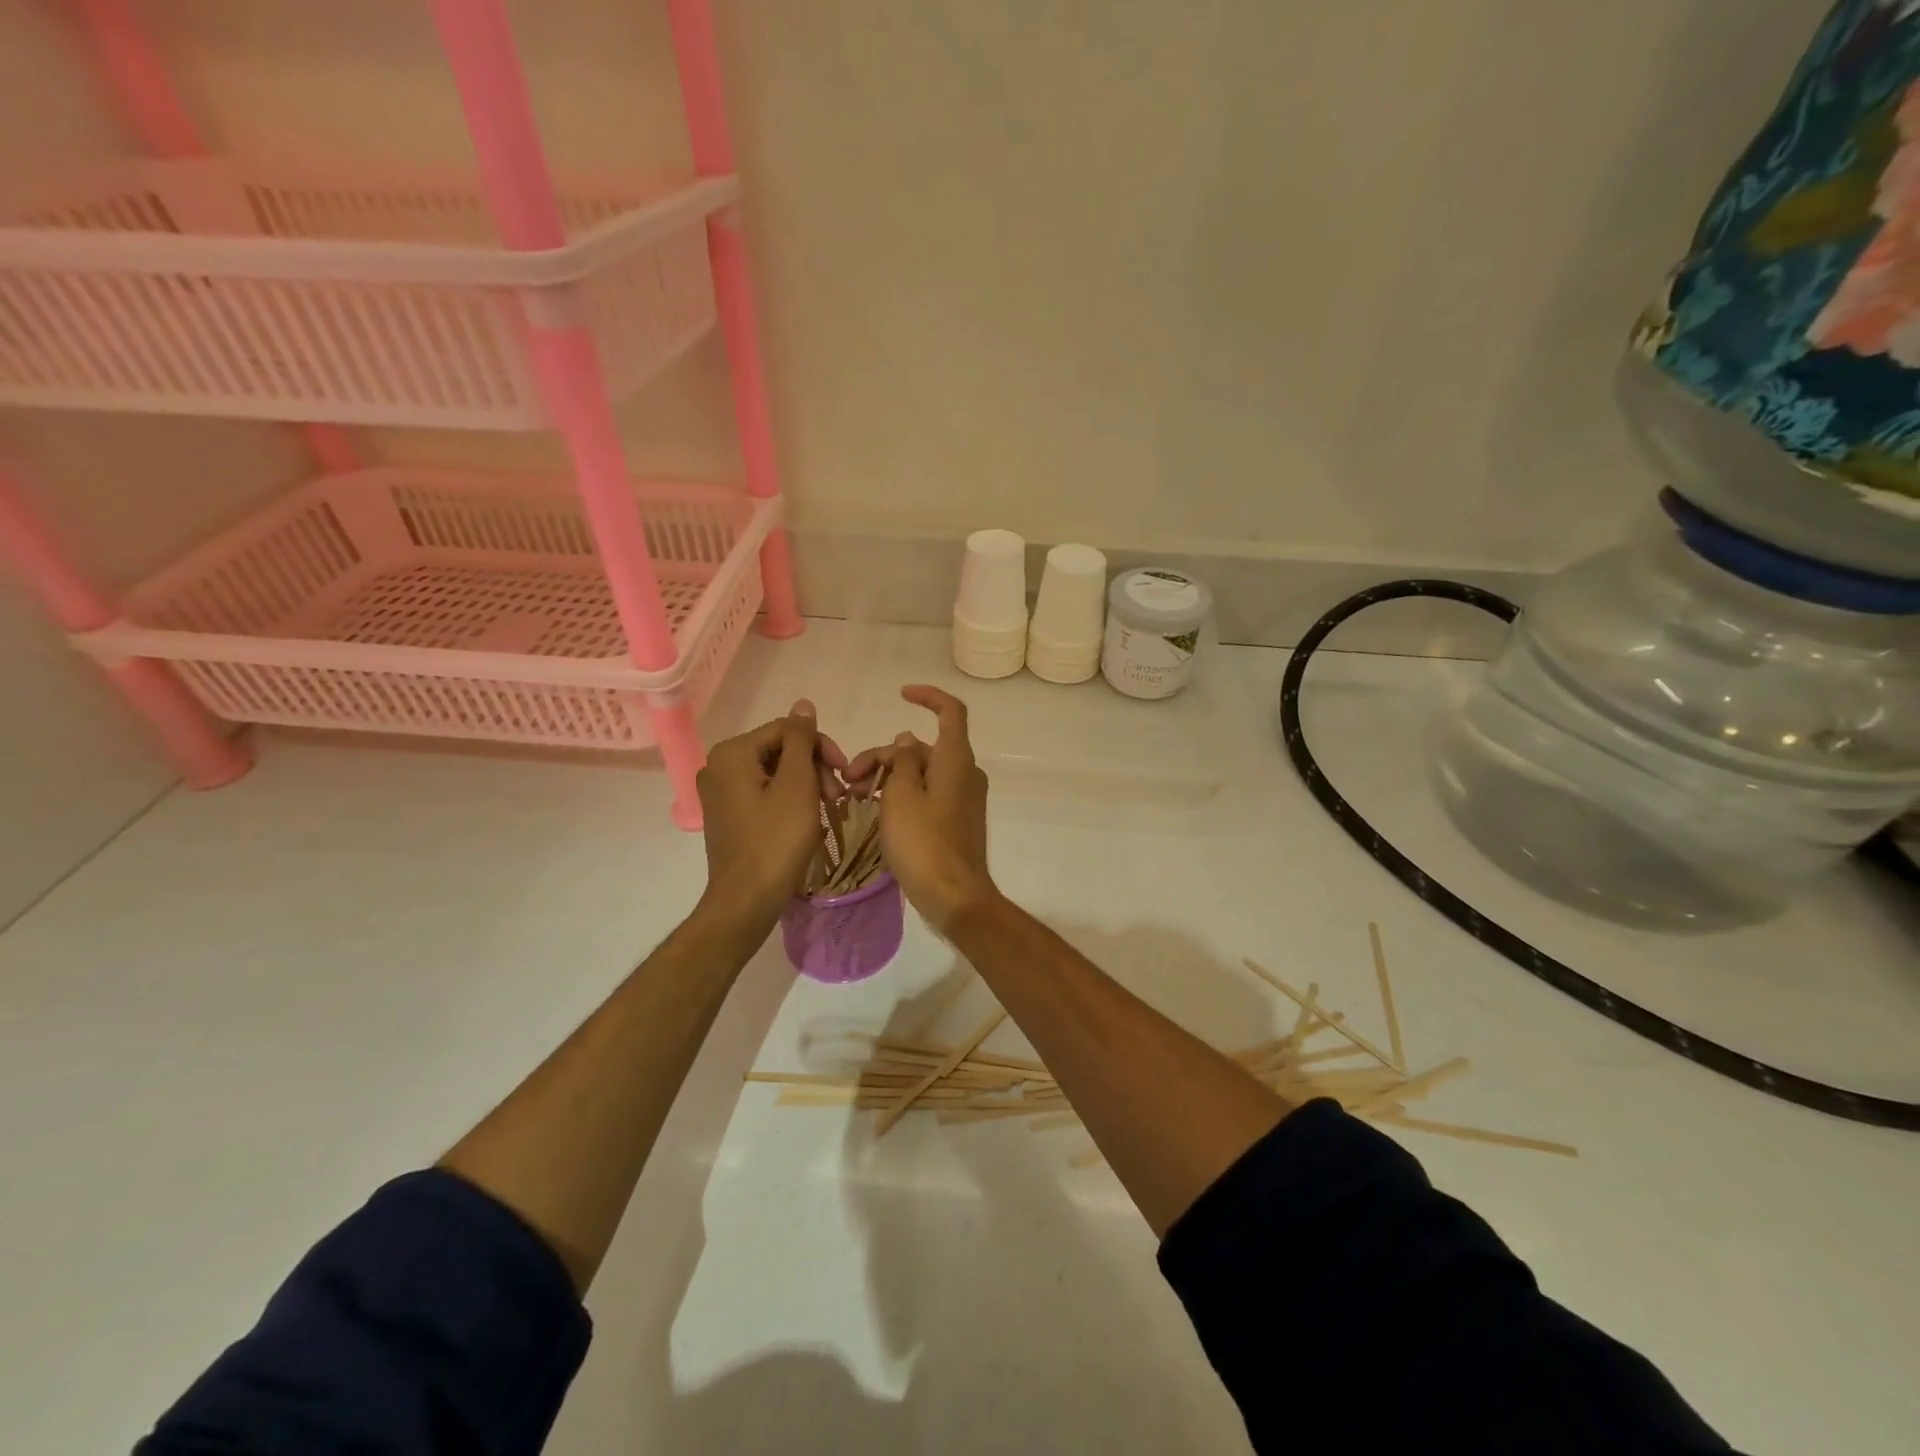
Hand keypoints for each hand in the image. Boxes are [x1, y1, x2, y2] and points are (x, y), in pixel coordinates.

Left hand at [694, 699, 843, 932]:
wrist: (747, 899)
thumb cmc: (776, 839)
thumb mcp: (797, 784)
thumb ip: (801, 740)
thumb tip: (803, 704)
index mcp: (732, 753)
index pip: (787, 730)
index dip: (821, 746)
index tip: (845, 773)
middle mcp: (718, 766)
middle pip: (779, 749)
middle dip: (813, 767)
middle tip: (838, 796)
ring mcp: (720, 792)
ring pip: (774, 772)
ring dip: (806, 784)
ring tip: (828, 808)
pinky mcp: (727, 814)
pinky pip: (764, 792)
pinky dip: (789, 799)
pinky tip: (808, 818)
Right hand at [847, 685, 998, 933]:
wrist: (954, 896)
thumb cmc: (923, 842)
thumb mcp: (901, 796)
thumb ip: (901, 761)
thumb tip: (906, 739)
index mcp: (955, 759)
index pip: (951, 711)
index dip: (928, 697)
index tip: (900, 694)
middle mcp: (964, 773)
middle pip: (921, 748)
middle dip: (883, 755)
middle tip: (849, 778)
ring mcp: (961, 798)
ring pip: (920, 773)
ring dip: (887, 777)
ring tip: (855, 797)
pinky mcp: (955, 820)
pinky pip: (926, 795)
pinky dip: (901, 795)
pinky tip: (875, 811)